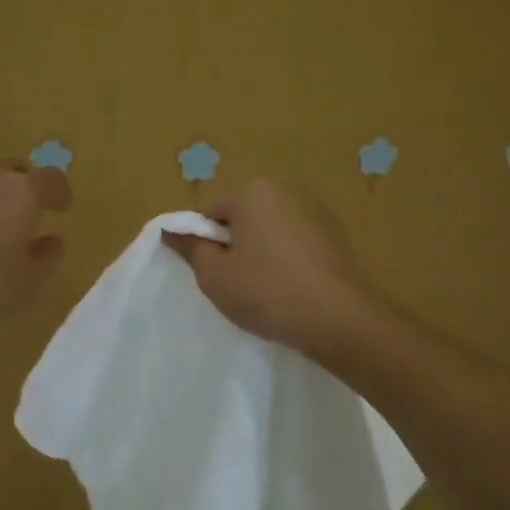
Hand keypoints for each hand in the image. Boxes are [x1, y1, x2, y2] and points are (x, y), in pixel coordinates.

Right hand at [162, 180, 377, 360]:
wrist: (341, 319)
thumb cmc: (268, 293)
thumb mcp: (214, 276)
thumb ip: (190, 248)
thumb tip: (169, 229)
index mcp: (251, 191)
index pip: (211, 213)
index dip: (206, 244)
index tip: (214, 273)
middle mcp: (284, 189)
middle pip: (242, 216)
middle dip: (235, 244)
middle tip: (237, 283)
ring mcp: (315, 210)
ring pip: (271, 229)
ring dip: (263, 251)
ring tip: (267, 289)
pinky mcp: (337, 233)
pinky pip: (297, 241)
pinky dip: (289, 258)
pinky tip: (293, 287)